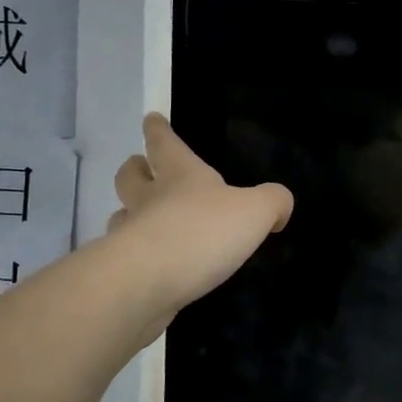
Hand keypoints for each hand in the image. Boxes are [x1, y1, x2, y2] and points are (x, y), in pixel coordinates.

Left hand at [108, 113, 292, 317]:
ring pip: (121, 215)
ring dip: (130, 214)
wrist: (148, 282)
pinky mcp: (125, 271)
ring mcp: (130, 235)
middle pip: (130, 176)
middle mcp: (149, 199)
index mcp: (180, 175)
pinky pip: (128, 256)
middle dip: (135, 169)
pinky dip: (138, 256)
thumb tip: (280, 207)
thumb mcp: (255, 211)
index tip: (151, 119)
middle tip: (141, 168)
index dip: (159, 130)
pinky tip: (154, 267)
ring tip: (145, 222)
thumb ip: (272, 202)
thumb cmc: (202, 232)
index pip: (164, 143)